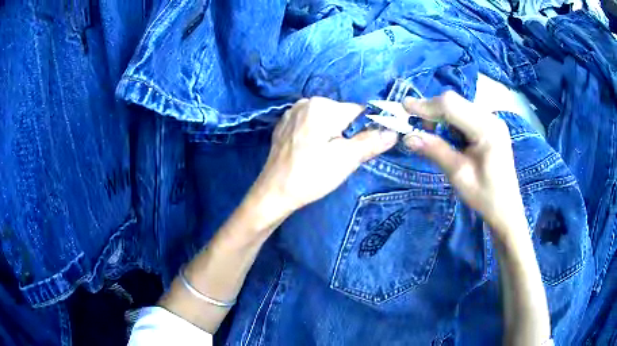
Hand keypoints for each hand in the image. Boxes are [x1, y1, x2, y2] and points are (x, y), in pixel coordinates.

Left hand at [252, 97, 397, 214]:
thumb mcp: (347, 159)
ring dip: (332, 136)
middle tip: (339, 158)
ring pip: (326, 121)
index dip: (365, 130)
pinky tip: (310, 153)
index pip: (358, 112)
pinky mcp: (284, 125)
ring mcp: (292, 113)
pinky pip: (310, 125)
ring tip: (324, 158)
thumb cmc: (311, 176)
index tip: (360, 150)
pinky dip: (316, 136)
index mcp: (322, 106)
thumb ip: (372, 142)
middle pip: (342, 115)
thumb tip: (394, 132)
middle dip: (347, 134)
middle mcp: (306, 102)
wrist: (274, 193)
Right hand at [402, 91, 524, 235]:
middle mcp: (491, 118)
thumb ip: (435, 151)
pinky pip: (464, 115)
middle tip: (414, 127)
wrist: (506, 209)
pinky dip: (450, 122)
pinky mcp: (490, 126)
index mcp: (487, 129)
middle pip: (454, 102)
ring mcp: (492, 120)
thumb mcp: (458, 175)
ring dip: (440, 117)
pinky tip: (447, 137)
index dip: (425, 105)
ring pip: (458, 106)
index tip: (403, 109)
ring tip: (430, 135)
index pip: (451, 105)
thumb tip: (407, 137)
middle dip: (431, 111)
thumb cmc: (485, 197)